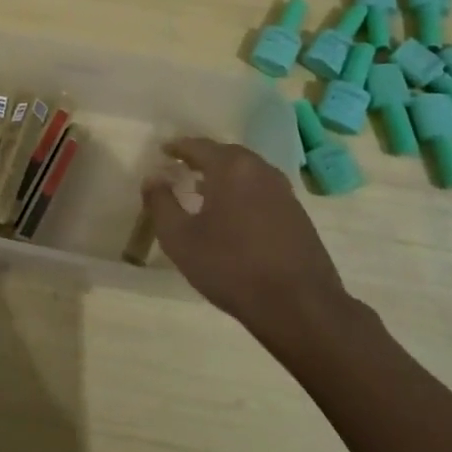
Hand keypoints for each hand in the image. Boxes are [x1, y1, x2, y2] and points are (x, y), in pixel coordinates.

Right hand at [143, 138, 362, 355]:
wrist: (298, 305)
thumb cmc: (230, 267)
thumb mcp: (179, 238)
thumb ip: (161, 203)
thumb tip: (153, 178)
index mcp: (231, 168)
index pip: (198, 146)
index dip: (177, 147)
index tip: (163, 150)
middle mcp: (260, 170)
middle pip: (226, 154)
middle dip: (202, 158)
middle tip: (182, 166)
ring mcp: (284, 192)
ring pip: (247, 172)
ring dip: (224, 175)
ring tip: (204, 189)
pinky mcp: (297, 214)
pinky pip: (262, 190)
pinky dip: (242, 191)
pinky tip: (233, 213)